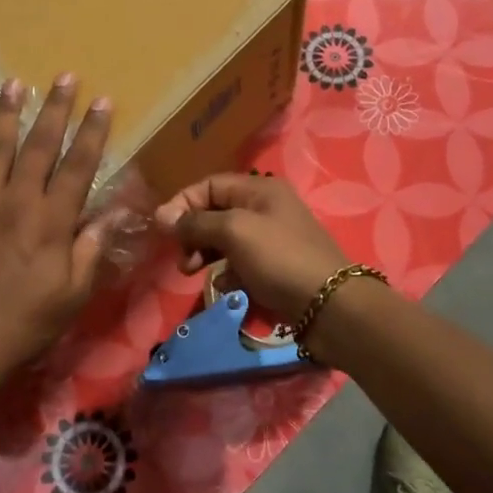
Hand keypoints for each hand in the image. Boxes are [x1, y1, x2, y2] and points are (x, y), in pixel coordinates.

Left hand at [0, 74, 111, 387]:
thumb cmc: (20, 328)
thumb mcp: (71, 296)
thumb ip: (91, 248)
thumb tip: (115, 210)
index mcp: (49, 222)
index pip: (78, 166)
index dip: (92, 132)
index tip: (102, 101)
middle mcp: (12, 203)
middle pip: (38, 146)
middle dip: (54, 109)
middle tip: (64, 76)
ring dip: (6, 115)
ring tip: (13, 84)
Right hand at [153, 174, 347, 324]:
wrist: (330, 306)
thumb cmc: (279, 259)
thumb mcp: (234, 232)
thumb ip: (196, 222)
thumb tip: (162, 216)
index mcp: (259, 190)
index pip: (209, 185)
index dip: (183, 204)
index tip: (163, 230)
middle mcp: (266, 208)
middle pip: (215, 212)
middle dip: (193, 233)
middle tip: (184, 259)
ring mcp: (271, 239)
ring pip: (225, 240)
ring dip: (205, 254)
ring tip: (194, 273)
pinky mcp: (274, 267)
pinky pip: (240, 264)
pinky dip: (227, 273)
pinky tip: (226, 288)